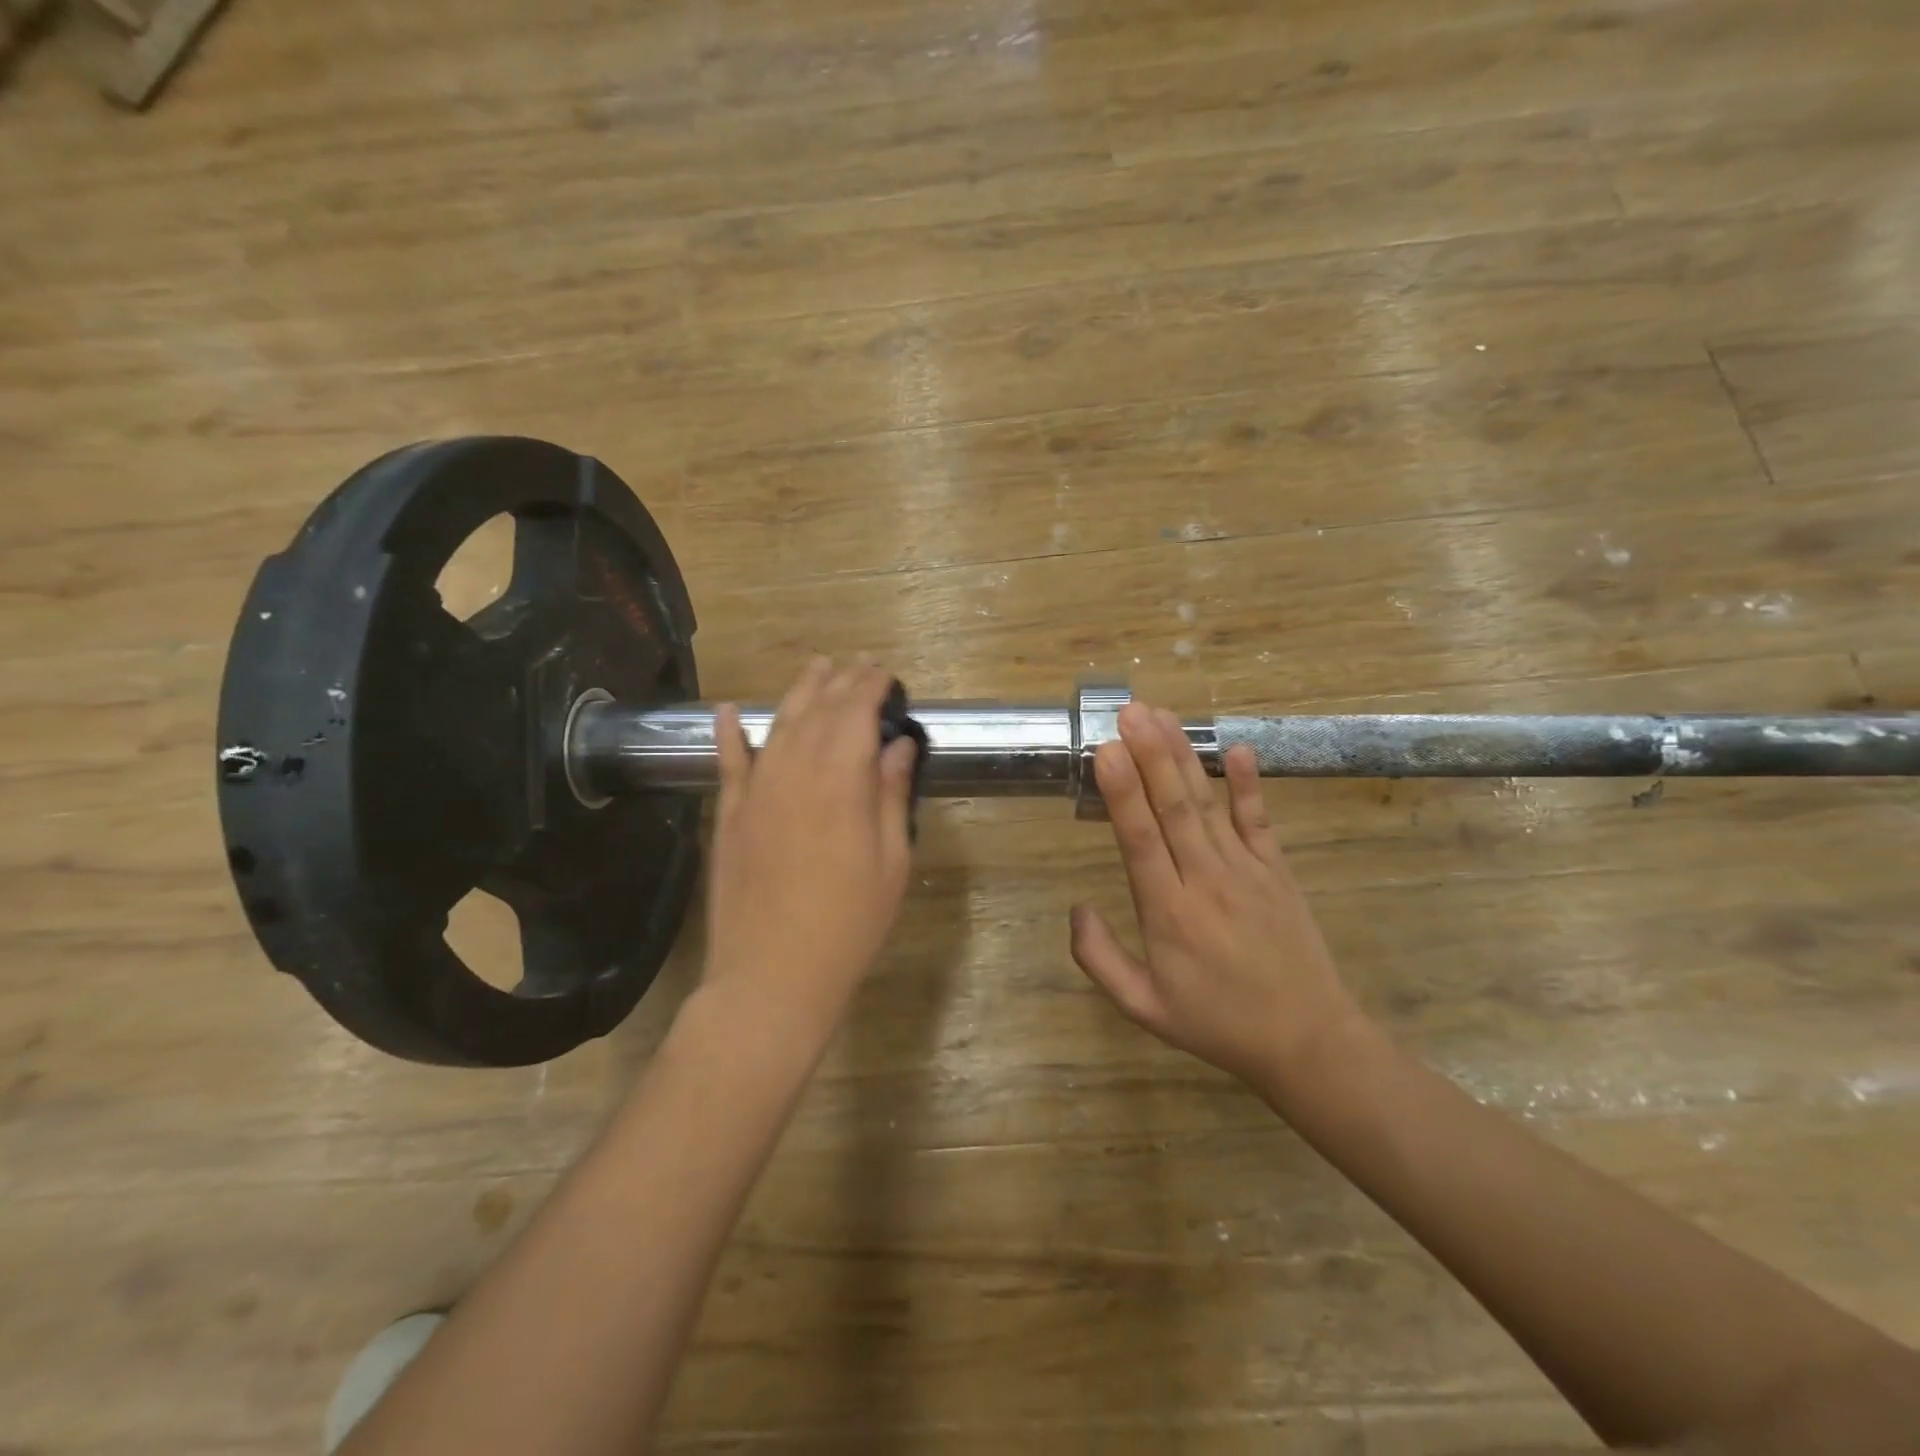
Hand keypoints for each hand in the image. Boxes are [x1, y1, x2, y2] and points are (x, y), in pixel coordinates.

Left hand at [702, 659, 919, 1039]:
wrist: (772, 975)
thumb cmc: (849, 923)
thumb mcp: (891, 861)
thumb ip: (891, 795)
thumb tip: (898, 745)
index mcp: (841, 780)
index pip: (857, 713)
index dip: (871, 686)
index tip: (885, 672)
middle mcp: (796, 771)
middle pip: (820, 710)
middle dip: (842, 681)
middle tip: (858, 663)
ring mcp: (756, 791)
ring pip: (780, 725)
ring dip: (799, 692)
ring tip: (817, 667)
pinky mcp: (730, 814)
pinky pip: (728, 762)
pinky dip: (729, 733)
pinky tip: (731, 710)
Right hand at [1070, 703, 1363, 1092]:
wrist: (1307, 1041)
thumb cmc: (1217, 1023)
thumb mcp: (1143, 1007)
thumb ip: (1100, 959)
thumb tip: (1075, 908)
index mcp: (1169, 913)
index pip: (1140, 840)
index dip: (1122, 793)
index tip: (1106, 750)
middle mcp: (1206, 880)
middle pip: (1174, 807)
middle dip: (1150, 754)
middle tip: (1130, 711)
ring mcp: (1246, 871)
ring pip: (1209, 804)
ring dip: (1183, 757)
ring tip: (1161, 716)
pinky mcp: (1277, 871)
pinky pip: (1259, 820)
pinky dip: (1249, 784)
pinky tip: (1238, 749)